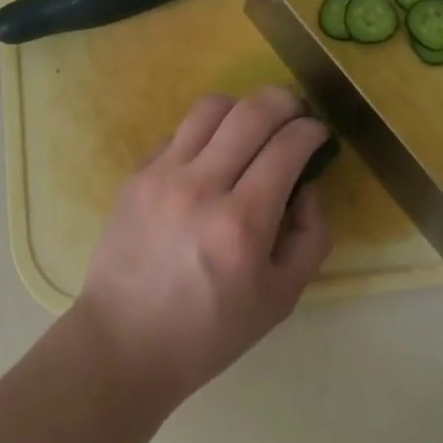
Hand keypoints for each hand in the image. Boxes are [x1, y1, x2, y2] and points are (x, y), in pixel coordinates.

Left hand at [73, 88, 332, 410]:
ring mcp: (164, 173)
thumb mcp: (280, 299)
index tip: (318, 131)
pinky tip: (211, 154)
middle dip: (284, 101)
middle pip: (252, 111)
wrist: (125, 341)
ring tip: (253, 124)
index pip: (287, 147)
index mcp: (242, 224)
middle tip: (295, 111)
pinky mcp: (137, 172)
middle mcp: (202, 187)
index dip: (310, 130)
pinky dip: (205, 132)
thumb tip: (307, 184)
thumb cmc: (210, 331)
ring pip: (211, 106)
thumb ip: (310, 237)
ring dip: (242, 106)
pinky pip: (179, 130)